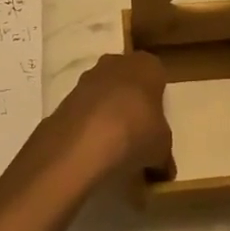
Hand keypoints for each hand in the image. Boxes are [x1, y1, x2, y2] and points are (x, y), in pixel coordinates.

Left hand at [46, 51, 171, 178]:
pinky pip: (85, 110)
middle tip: (137, 134)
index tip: (157, 124)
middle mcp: (117, 62)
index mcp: (147, 65)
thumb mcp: (162, 148)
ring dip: (108, 113)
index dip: (157, 100)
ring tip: (114, 147)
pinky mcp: (66, 97)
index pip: (157, 75)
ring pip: (104, 94)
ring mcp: (87, 78)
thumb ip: (163, 152)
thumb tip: (163, 167)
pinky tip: (93, 149)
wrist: (82, 142)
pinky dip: (89, 125)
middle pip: (128, 81)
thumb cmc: (136, 133)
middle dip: (131, 103)